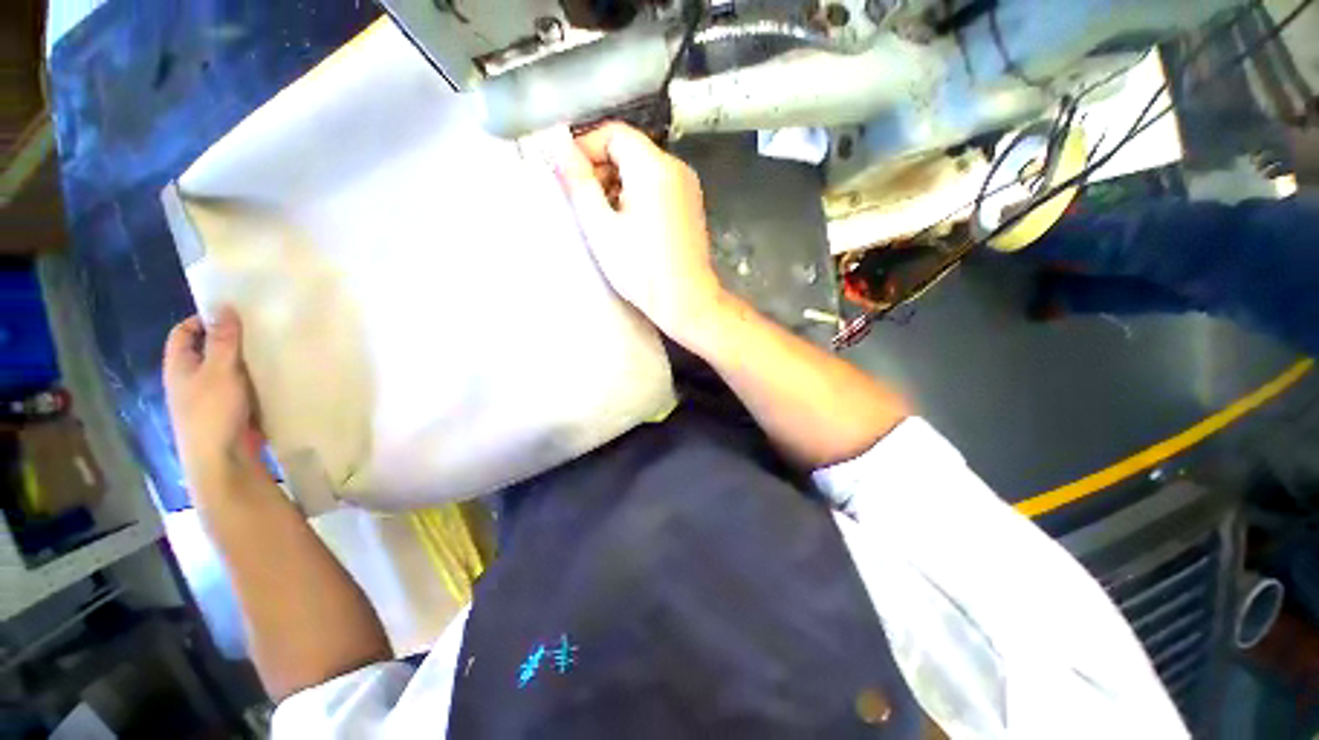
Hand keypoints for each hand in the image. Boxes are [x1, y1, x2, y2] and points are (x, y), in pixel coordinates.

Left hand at [163, 307, 264, 489]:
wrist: (222, 460)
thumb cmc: (213, 412)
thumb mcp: (219, 370)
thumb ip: (222, 340)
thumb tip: (224, 308)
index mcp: (179, 367)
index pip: (183, 333)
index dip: (202, 320)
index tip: (233, 315)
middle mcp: (190, 380)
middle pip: (207, 351)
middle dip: (231, 340)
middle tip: (260, 332)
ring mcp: (210, 398)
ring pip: (227, 371)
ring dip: (246, 362)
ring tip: (273, 352)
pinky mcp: (230, 412)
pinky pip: (242, 388)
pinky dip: (255, 381)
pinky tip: (274, 378)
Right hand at [550, 122, 727, 346]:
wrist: (687, 301)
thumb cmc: (642, 270)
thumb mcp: (601, 228)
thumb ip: (579, 183)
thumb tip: (557, 145)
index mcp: (654, 167)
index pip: (613, 133)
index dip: (585, 149)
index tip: (570, 179)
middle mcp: (676, 167)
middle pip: (630, 149)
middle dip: (602, 169)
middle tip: (587, 206)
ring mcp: (688, 187)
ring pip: (643, 169)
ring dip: (618, 185)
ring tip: (607, 220)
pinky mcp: (691, 205)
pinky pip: (658, 186)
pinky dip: (638, 196)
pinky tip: (631, 227)